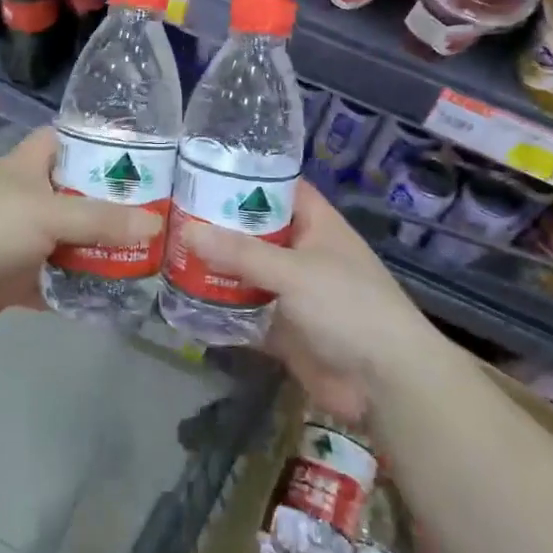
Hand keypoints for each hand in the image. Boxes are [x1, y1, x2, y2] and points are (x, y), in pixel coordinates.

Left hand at [0, 127, 162, 333]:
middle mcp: (26, 199)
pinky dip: (77, 287)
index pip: (64, 141)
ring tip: (145, 256)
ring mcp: (20, 239)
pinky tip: (112, 294)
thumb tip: (156, 224)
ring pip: (68, 240)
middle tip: (156, 214)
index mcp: (28, 167)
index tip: (136, 156)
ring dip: (97, 250)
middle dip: (110, 205)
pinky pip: (54, 280)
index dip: (95, 143)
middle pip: (74, 195)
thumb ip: (101, 220)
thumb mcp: (49, 214)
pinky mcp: (15, 277)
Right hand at [181, 184, 432, 421]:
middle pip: (255, 231)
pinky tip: (182, 301)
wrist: (385, 384)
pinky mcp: (283, 328)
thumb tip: (187, 232)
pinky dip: (219, 309)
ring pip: (246, 272)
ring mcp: (292, 292)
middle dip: (219, 225)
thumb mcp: (294, 271)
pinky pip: (245, 312)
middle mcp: (303, 252)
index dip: (247, 176)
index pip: (279, 187)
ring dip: (215, 267)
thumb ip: (241, 253)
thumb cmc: (348, 306)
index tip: (203, 168)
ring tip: (167, 252)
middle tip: (170, 212)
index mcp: (316, 225)